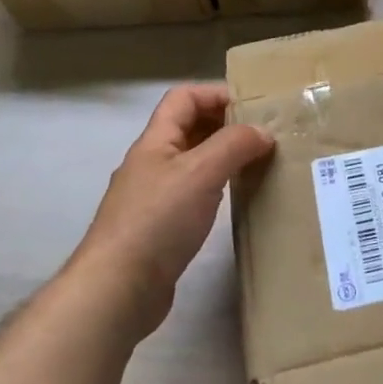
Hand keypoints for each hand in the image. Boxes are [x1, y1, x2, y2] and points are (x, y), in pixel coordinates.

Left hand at [72, 85, 273, 334]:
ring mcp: (154, 196)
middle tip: (264, 134)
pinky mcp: (160, 227)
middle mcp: (152, 163)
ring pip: (193, 161)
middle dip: (225, 124)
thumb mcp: (201, 172)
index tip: (254, 108)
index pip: (184, 98)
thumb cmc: (158, 220)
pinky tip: (235, 199)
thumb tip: (263, 132)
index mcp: (155, 142)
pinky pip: (194, 192)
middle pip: (189, 127)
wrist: (117, 289)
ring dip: (224, 156)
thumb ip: (234, 145)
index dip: (217, 94)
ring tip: (258, 163)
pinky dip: (217, 187)